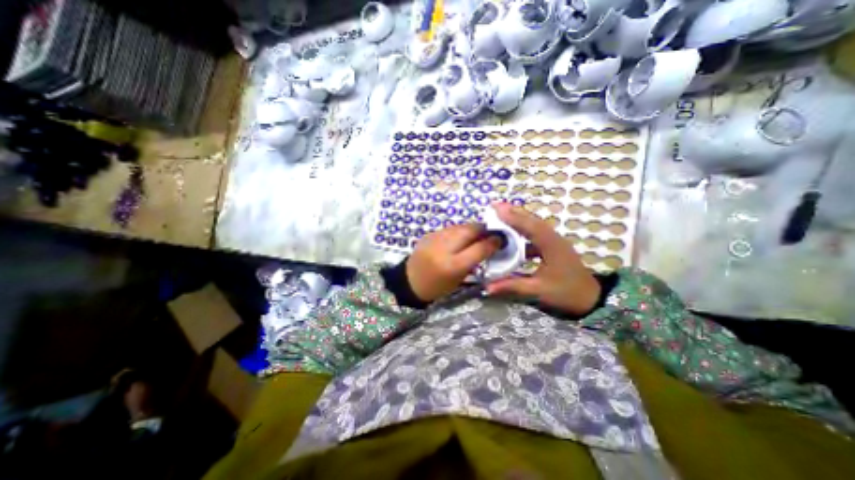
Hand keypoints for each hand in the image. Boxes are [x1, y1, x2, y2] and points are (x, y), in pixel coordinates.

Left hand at [404, 224, 502, 300]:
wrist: (410, 282)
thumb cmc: (437, 287)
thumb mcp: (459, 279)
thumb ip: (474, 261)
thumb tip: (488, 245)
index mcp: (452, 266)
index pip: (479, 248)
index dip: (493, 242)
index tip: (501, 239)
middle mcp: (443, 249)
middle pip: (469, 231)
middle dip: (483, 229)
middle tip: (490, 232)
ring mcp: (434, 239)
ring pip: (459, 226)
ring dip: (471, 229)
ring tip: (477, 234)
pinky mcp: (429, 234)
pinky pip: (449, 228)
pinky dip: (458, 231)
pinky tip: (460, 237)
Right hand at [483, 201, 603, 314]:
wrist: (592, 300)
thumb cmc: (567, 293)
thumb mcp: (539, 290)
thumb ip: (512, 286)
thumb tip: (487, 287)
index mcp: (551, 245)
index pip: (529, 227)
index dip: (512, 217)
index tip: (496, 209)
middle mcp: (553, 239)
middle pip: (532, 220)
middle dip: (513, 212)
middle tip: (495, 206)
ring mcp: (554, 242)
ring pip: (534, 225)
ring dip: (518, 218)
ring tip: (501, 215)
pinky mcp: (553, 247)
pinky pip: (535, 233)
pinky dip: (523, 230)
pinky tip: (512, 235)